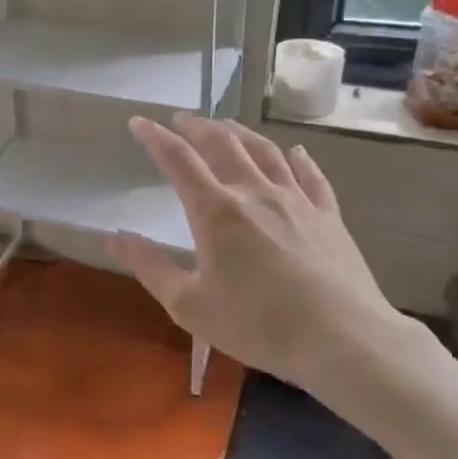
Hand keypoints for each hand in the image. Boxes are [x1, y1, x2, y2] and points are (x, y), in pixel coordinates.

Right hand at [108, 113, 439, 409]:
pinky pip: (312, 177)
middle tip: (182, 118)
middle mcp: (254, 193)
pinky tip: (297, 152)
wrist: (343, 340)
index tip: (139, 121)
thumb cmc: (258, 325)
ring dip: (242, 134)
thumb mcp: (189, 305)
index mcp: (216, 211)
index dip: (155, 138)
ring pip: (265, 152)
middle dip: (198, 127)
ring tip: (227, 125)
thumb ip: (150, 267)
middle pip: (223, 145)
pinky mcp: (328, 216)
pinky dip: (300, 160)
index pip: (179, 160)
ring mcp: (296, 201)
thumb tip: (114, 237)